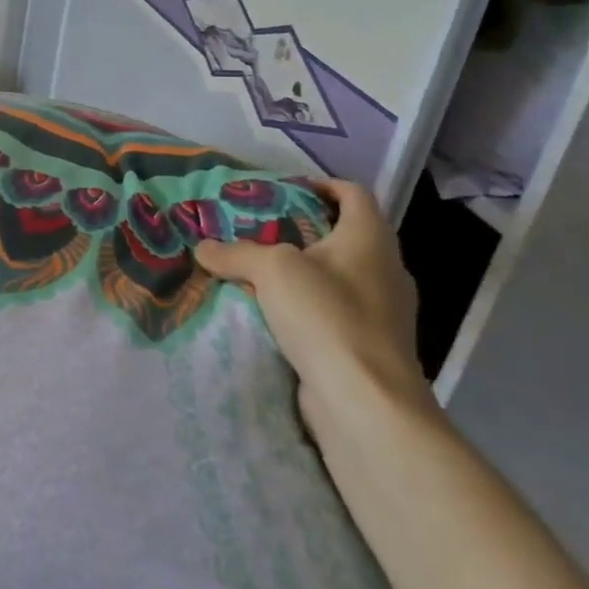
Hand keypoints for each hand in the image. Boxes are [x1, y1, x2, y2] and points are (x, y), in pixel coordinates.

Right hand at [193, 179, 433, 426]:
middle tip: (259, 230)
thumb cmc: (327, 316)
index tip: (286, 190)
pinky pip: (334, 313)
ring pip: (337, 277)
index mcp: (370, 238)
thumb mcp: (271, 269)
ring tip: (258, 272)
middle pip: (344, 235)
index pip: (353, 194)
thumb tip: (203, 248)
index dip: (321, 184)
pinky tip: (272, 315)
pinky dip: (306, 308)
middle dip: (302, 231)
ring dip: (302, 273)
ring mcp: (383, 312)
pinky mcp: (370, 346)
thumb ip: (235, 252)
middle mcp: (384, 269)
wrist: (366, 403)